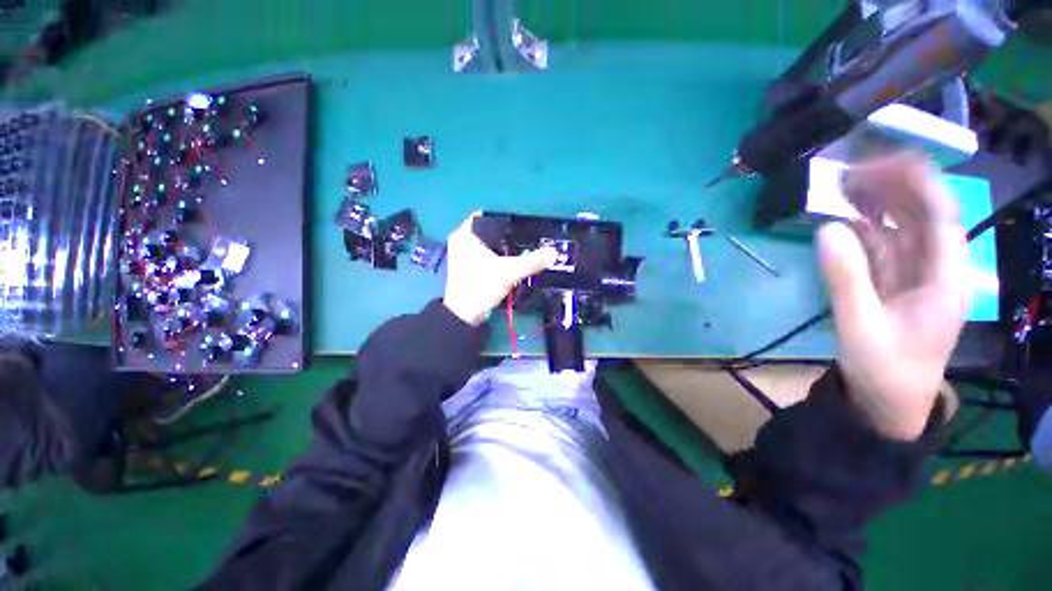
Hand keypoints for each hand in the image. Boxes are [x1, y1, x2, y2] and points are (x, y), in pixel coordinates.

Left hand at [443, 212, 557, 325]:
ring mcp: (464, 254)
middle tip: (526, 235)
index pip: (485, 215)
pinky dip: (499, 256)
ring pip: (488, 243)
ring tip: (523, 246)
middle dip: (507, 233)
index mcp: (465, 234)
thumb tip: (552, 252)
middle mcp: (462, 241)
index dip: (504, 216)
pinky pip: (487, 254)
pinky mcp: (469, 266)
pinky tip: (512, 259)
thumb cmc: (481, 286)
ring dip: (503, 246)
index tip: (521, 222)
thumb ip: (532, 262)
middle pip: (489, 230)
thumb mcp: (508, 272)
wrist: (464, 315)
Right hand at [817, 154, 969, 439]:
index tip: (877, 161)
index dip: (915, 182)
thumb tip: (827, 229)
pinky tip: (846, 216)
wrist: (889, 402)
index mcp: (944, 277)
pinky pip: (884, 245)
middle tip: (848, 172)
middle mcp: (936, 267)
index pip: (942, 214)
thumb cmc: (885, 370)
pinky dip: (865, 227)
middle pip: (923, 214)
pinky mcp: (895, 281)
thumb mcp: (861, 327)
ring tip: (844, 185)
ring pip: (903, 226)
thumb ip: (846, 279)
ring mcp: (915, 274)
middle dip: (892, 186)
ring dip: (877, 202)